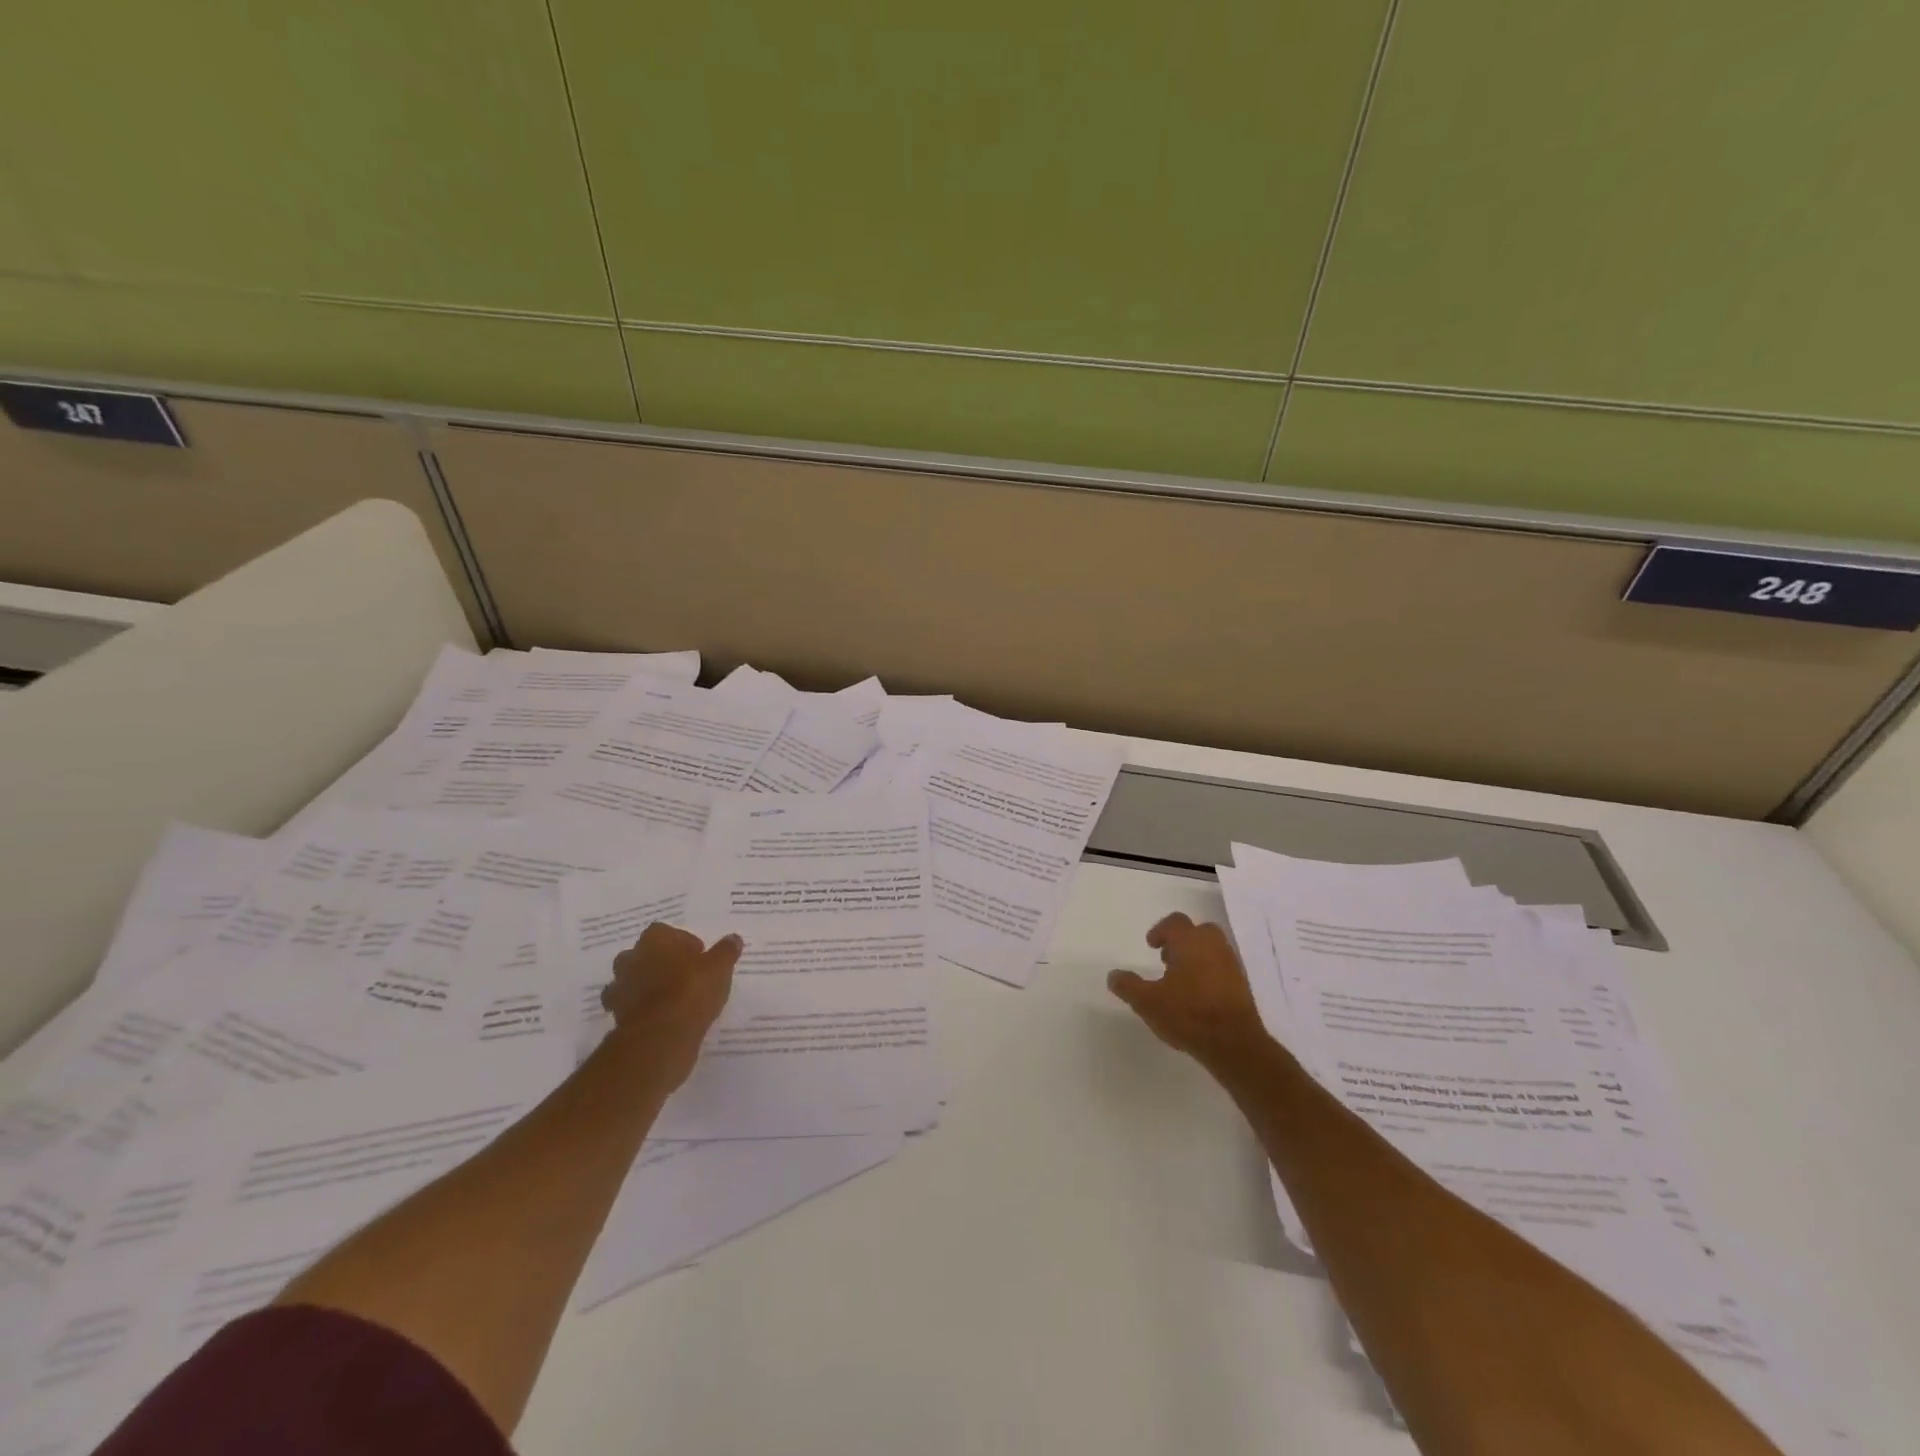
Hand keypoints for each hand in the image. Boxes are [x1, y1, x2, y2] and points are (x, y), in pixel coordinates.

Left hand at [601, 923, 741, 1088]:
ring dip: (647, 986)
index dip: (681, 942)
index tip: (698, 956)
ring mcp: (621, 988)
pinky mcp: (617, 1016)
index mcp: (654, 940)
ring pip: (632, 980)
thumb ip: (726, 951)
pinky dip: (642, 1010)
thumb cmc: (691, 991)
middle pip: (643, 954)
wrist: (660, 1037)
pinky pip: (631, 1007)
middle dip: (660, 962)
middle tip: (684, 975)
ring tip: (673, 998)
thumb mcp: (720, 967)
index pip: (663, 931)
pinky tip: (662, 1018)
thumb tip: (733, 938)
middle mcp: (632, 959)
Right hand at [1108, 913, 1272, 1070]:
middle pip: (1197, 931)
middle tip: (1167, 960)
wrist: (1234, 1043)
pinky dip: (1209, 973)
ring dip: (1196, 957)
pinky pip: (1222, 968)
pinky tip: (1198, 997)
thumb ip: (1128, 986)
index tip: (1151, 946)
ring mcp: (1231, 965)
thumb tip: (1113, 975)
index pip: (1174, 922)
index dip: (1160, 931)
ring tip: (1181, 981)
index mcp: (1190, 942)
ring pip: (1212, 949)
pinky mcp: (1242, 985)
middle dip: (1181, 941)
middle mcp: (1213, 946)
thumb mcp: (1147, 1002)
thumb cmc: (1188, 1014)